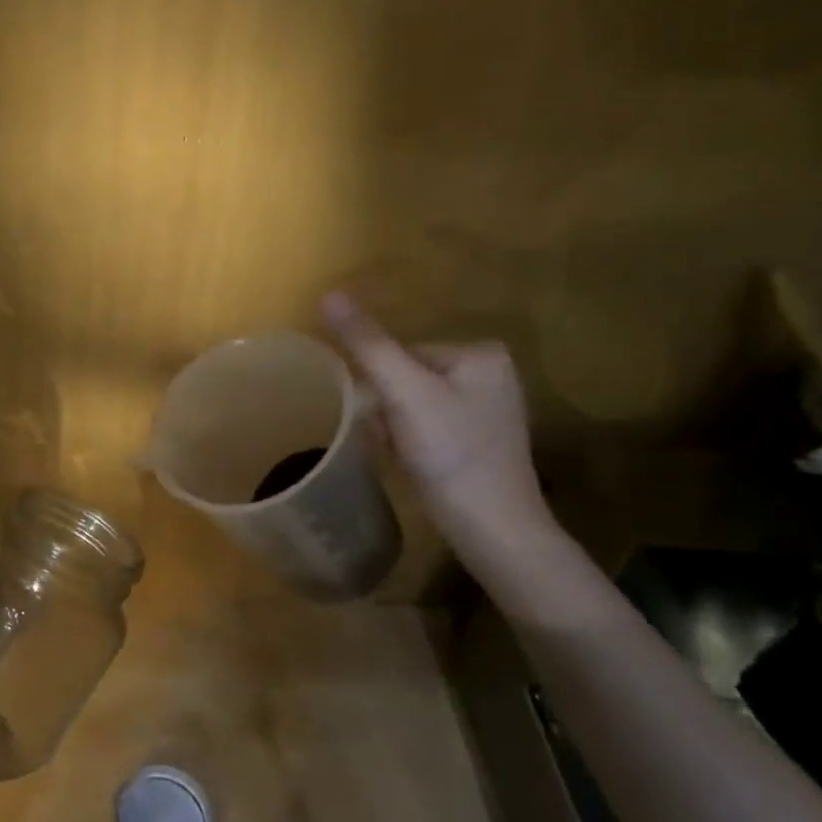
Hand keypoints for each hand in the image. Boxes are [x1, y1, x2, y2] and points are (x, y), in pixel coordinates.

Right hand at [322, 292, 549, 539]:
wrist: (493, 527)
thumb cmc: (450, 453)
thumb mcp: (404, 394)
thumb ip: (368, 345)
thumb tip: (328, 294)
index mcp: (480, 352)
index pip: (401, 353)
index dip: (381, 387)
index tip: (386, 421)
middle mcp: (490, 373)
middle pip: (405, 378)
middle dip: (387, 411)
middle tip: (394, 443)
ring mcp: (486, 408)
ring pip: (411, 404)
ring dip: (394, 429)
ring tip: (404, 457)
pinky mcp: (479, 440)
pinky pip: (426, 426)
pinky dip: (411, 444)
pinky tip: (415, 465)